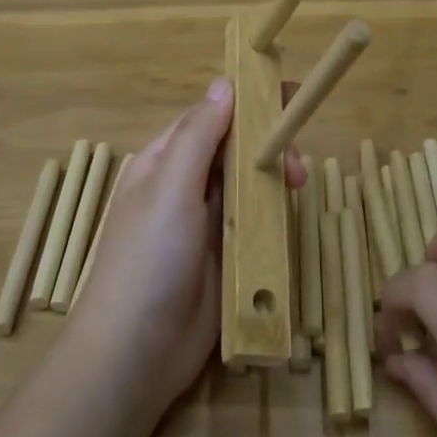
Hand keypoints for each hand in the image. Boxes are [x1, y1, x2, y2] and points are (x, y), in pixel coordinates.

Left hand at [67, 80, 304, 412]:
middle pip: (234, 150)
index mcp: (164, 161)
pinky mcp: (227, 256)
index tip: (287, 95)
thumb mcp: (170, 188)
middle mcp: (185, 186)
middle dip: (267, 146)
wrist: (137, 352)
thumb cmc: (149, 258)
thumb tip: (224, 83)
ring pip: (249, 185)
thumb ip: (199, 136)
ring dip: (275, 179)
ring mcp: (207, 223)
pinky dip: (275, 215)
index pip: (209, 118)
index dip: (247, 104)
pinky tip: (292, 215)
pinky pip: (256, 223)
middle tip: (297, 163)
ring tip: (299, 187)